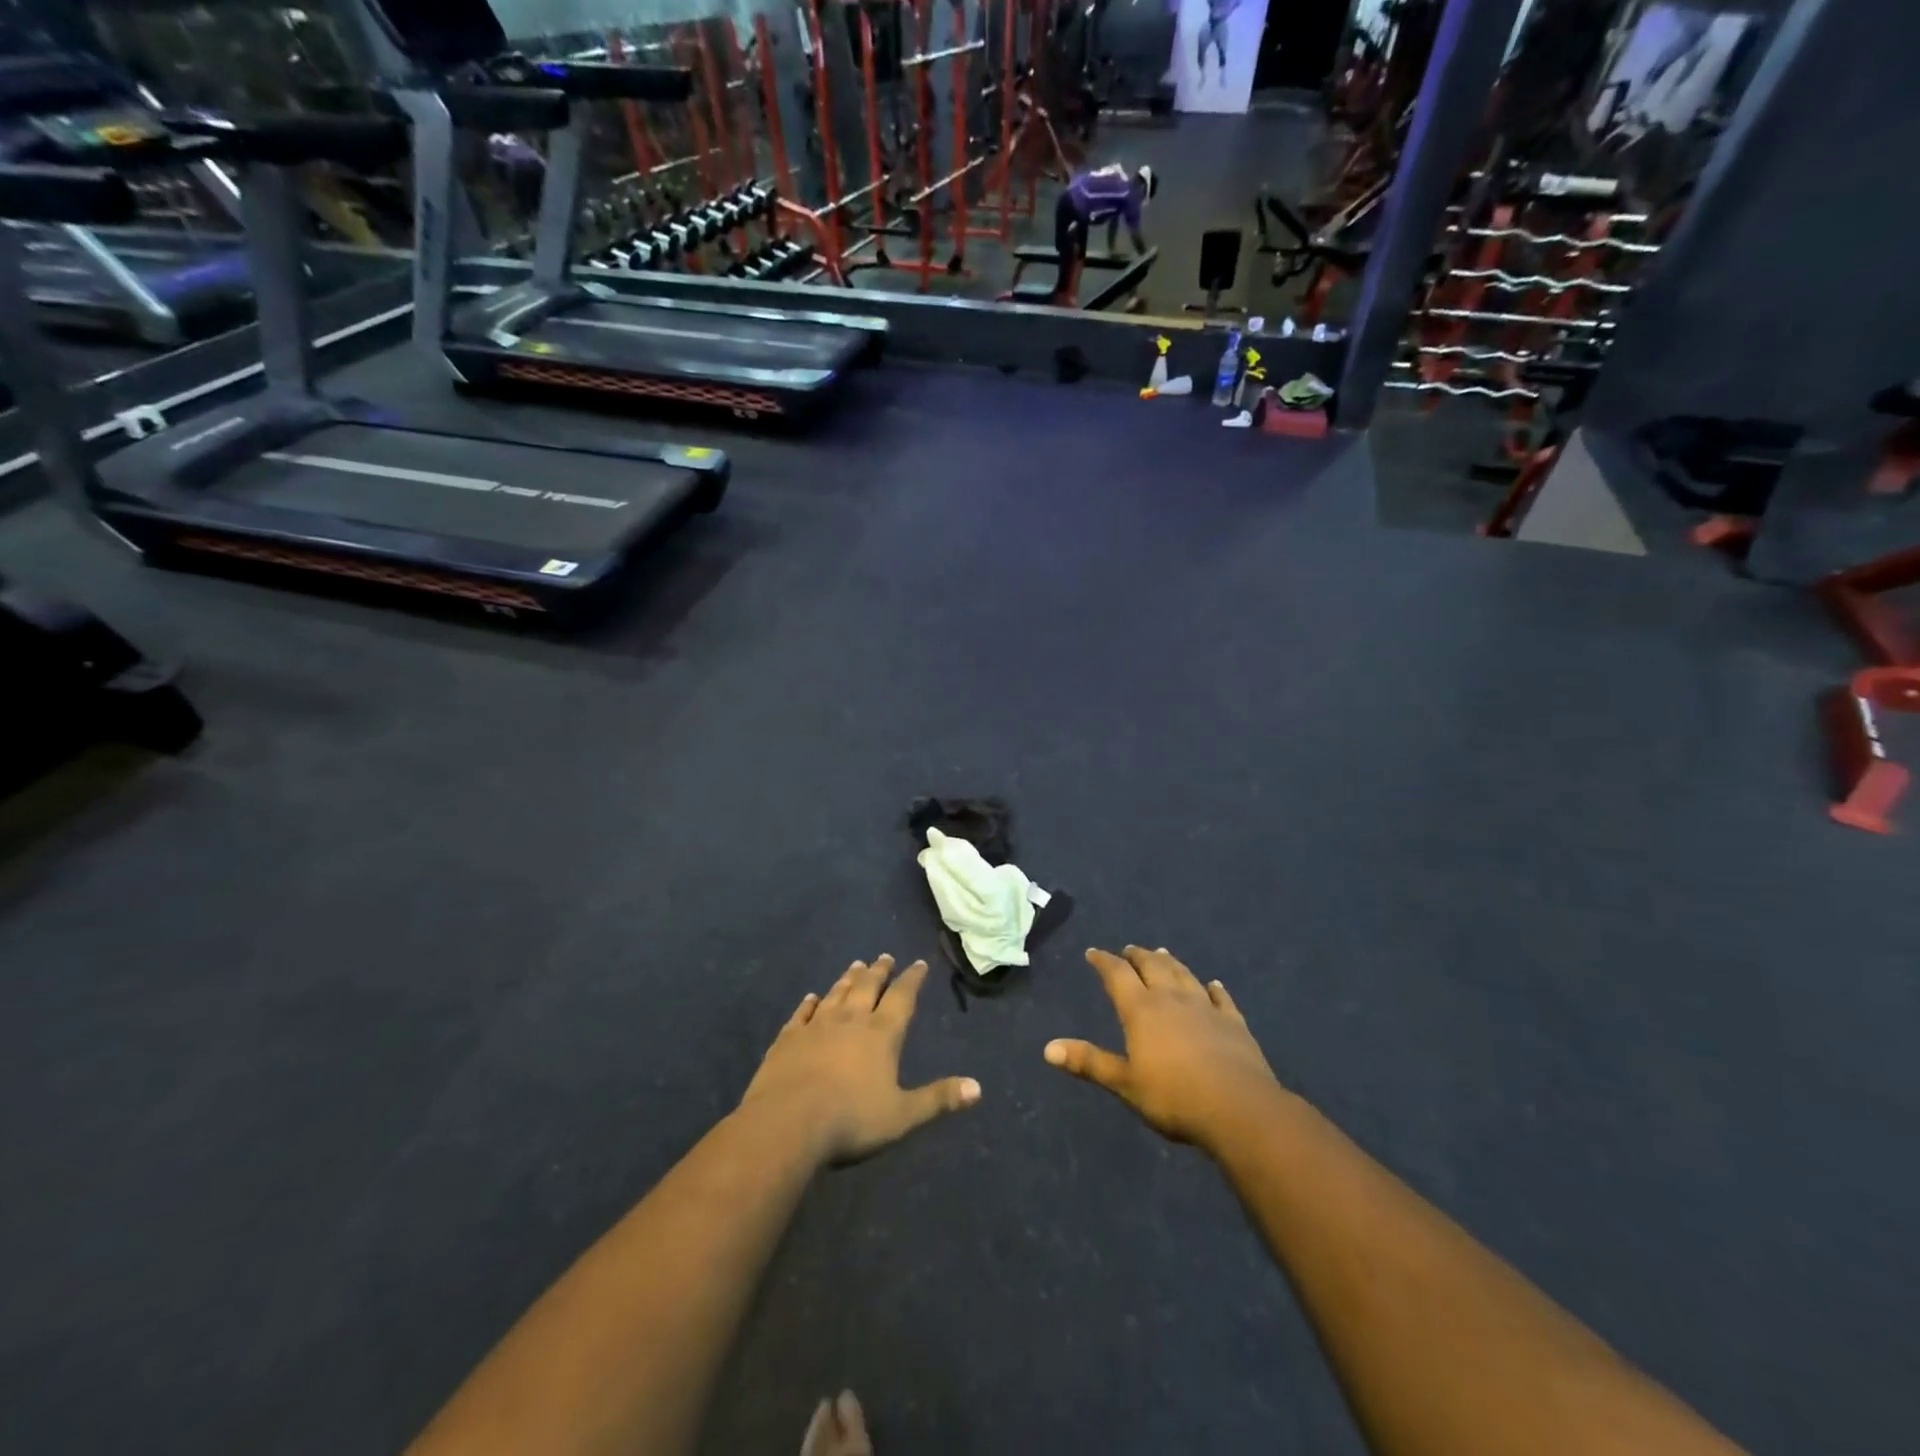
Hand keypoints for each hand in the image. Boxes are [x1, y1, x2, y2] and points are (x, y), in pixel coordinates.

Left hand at [742, 955, 979, 1164]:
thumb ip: (938, 1099)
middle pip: (867, 987)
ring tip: (855, 964)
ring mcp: (816, 1027)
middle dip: (879, 971)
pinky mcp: (787, 1039)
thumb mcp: (902, 1115)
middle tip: (884, 956)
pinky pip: (801, 1013)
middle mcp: (850, 1020)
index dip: (912, 980)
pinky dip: (808, 1003)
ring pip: (836, 994)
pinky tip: (811, 997)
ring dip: (847, 979)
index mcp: (881, 1034)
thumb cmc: (851, 1120)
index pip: (902, 998)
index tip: (918, 963)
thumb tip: (978, 1088)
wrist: (787, 1124)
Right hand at [1045, 945, 1284, 1150]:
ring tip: (1162, 953)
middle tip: (1129, 949)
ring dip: (1170, 962)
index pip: (1117, 975)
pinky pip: (1221, 998)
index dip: (1103, 961)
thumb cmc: (1174, 1097)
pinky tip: (1213, 984)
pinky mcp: (1233, 1022)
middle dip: (1138, 956)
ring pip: (1184, 975)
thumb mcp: (1124, 1083)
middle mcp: (1171, 998)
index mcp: (1141, 1009)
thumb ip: (1089, 1062)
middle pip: (1152, 966)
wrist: (1239, 1108)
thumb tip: (1048, 1048)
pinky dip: (1214, 988)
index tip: (1093, 952)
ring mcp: (1205, 1007)